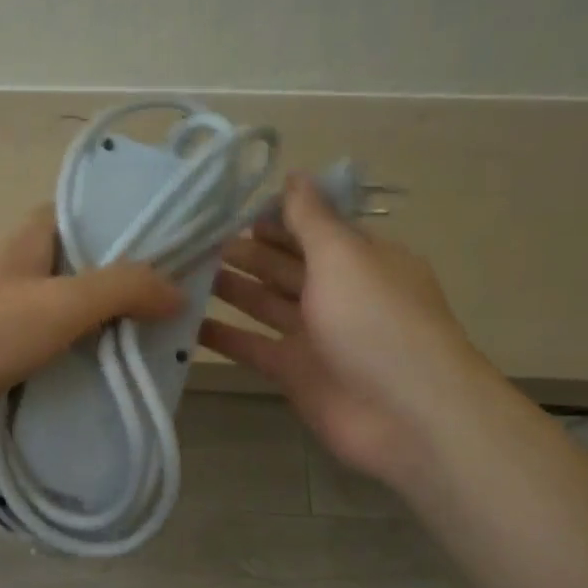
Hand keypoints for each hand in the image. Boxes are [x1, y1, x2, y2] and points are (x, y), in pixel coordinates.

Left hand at [0, 208, 183, 452]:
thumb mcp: (59, 301)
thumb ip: (121, 289)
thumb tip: (177, 291)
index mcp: (26, 248)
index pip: (74, 217)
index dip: (115, 221)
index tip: (161, 238)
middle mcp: (18, 283)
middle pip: (79, 277)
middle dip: (123, 290)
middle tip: (177, 305)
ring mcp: (8, 330)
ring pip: (69, 328)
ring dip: (106, 339)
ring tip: (162, 350)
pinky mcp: (4, 373)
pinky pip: (55, 369)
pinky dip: (83, 376)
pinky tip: (120, 389)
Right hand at [200, 175, 495, 485]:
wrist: (404, 413)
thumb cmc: (376, 321)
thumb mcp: (343, 257)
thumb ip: (312, 219)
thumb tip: (294, 174)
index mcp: (360, 260)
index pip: (312, 230)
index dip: (273, 218)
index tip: (225, 207)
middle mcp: (338, 294)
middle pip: (284, 266)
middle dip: (245, 252)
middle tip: (194, 240)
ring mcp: (315, 336)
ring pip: (265, 304)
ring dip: (230, 288)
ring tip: (182, 272)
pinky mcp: (294, 373)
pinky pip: (252, 346)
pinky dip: (223, 336)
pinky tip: (185, 323)